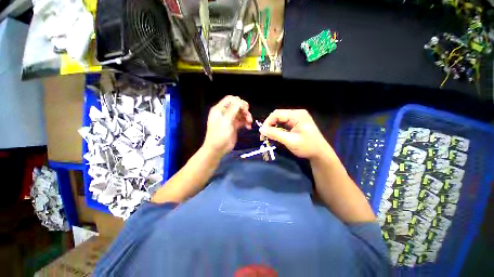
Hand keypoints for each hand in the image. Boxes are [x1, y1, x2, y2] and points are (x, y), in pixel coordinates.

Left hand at [203, 96, 252, 155]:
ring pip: (241, 113)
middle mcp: (225, 113)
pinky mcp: (234, 126)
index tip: (244, 108)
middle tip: (247, 115)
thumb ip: (232, 110)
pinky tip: (248, 127)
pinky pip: (242, 121)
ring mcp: (230, 119)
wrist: (217, 149)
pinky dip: (246, 123)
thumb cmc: (219, 135)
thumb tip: (239, 101)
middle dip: (244, 109)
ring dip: (246, 116)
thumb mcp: (225, 122)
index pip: (230, 99)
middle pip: (237, 106)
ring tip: (249, 122)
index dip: (238, 101)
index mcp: (219, 110)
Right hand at [260, 109, 329, 158]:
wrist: (320, 154)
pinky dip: (278, 130)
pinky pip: (284, 124)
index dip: (267, 122)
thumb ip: (275, 134)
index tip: (262, 132)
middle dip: (270, 125)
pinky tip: (275, 136)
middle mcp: (297, 114)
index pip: (277, 114)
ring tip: (268, 137)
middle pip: (278, 116)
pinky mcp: (297, 124)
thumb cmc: (307, 147)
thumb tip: (261, 129)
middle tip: (264, 136)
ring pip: (280, 120)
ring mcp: (297, 119)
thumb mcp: (289, 140)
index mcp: (297, 115)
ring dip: (273, 128)